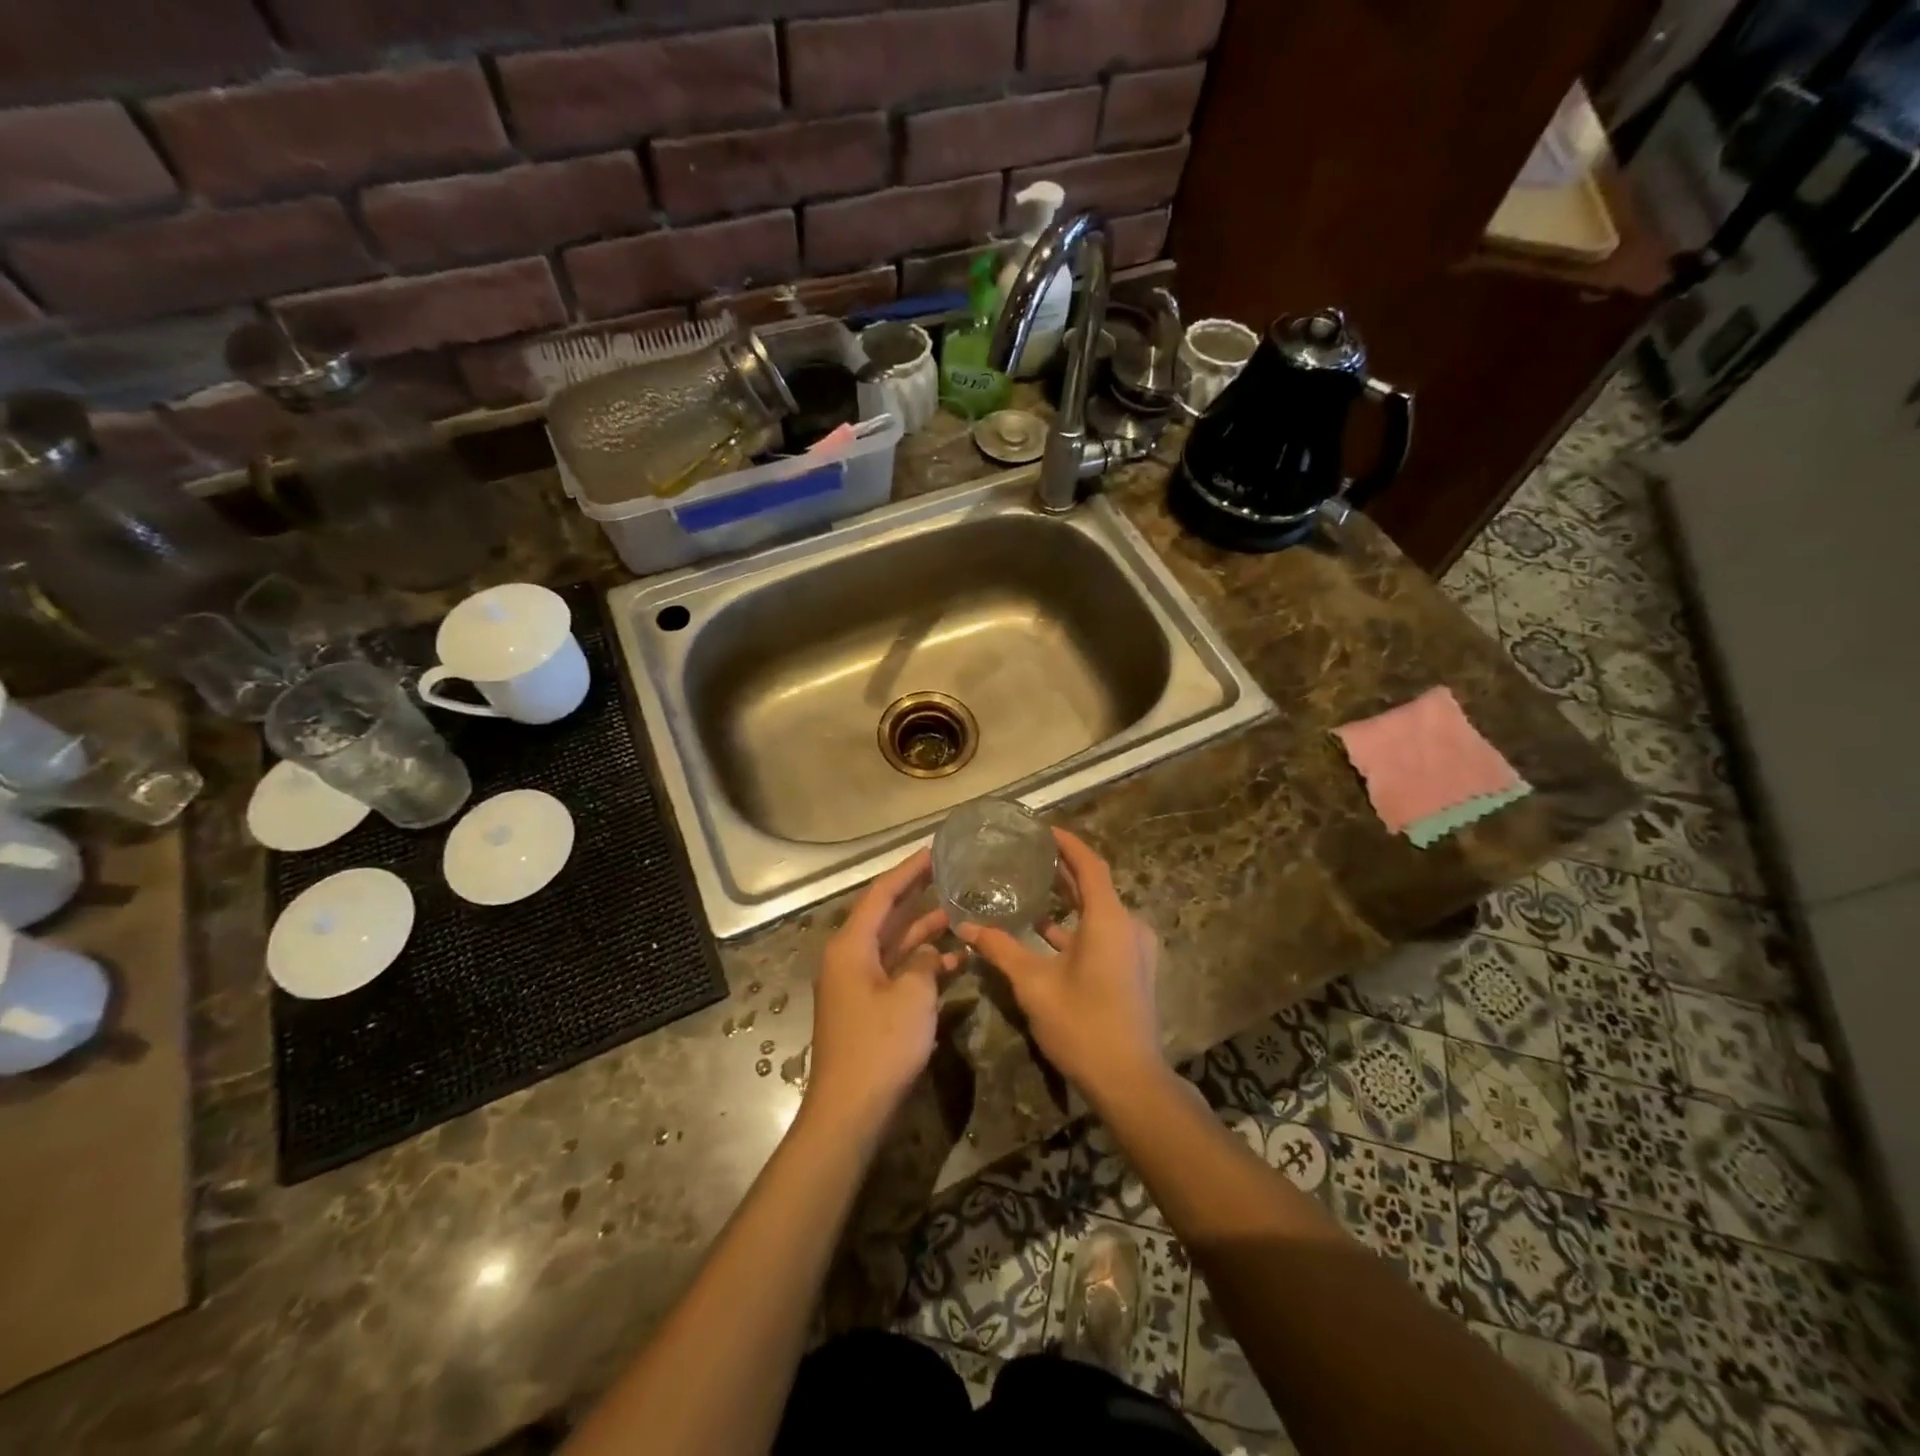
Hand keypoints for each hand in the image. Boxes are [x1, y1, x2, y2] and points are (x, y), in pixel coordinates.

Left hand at [804, 848, 960, 1129]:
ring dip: (927, 934)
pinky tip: (956, 964)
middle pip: (887, 916)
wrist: (850, 1111)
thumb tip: (931, 953)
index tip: (934, 851)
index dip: (908, 871)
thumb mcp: (912, 996)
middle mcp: (850, 958)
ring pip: (896, 946)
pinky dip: (923, 967)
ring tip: (963, 916)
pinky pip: (898, 974)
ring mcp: (858, 985)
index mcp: (851, 946)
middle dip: (919, 897)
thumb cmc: (880, 1046)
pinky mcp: (869, 1009)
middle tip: (952, 875)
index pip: (881, 894)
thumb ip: (925, 963)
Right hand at [954, 828, 1164, 1107]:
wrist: (1129, 1080)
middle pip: (1094, 886)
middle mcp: (1128, 926)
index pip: (1089, 864)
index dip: (1067, 843)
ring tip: (1030, 889)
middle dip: (1062, 870)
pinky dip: (1076, 927)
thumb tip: (966, 926)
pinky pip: (1103, 933)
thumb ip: (1001, 949)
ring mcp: (1134, 949)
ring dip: (1068, 901)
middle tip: (1028, 856)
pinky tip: (1044, 933)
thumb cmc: (1082, 1023)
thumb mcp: (1034, 984)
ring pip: (1098, 912)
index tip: (1042, 829)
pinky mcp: (1132, 969)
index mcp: (1109, 919)